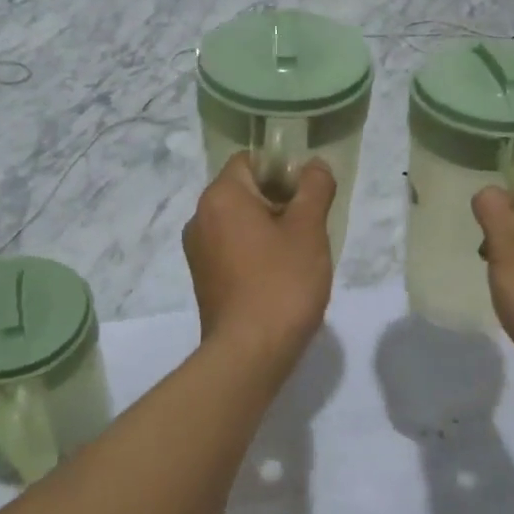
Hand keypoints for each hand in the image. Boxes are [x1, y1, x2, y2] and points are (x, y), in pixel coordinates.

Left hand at [183, 153, 335, 362]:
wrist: (250, 352)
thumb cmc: (282, 282)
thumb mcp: (309, 229)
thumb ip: (314, 188)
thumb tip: (315, 165)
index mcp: (221, 197)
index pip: (250, 160)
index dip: (282, 169)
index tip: (308, 194)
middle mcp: (200, 217)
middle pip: (244, 191)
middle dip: (279, 201)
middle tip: (310, 226)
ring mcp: (197, 251)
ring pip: (238, 222)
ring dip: (269, 229)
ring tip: (299, 254)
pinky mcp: (203, 279)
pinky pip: (231, 248)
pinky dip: (254, 252)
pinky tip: (279, 276)